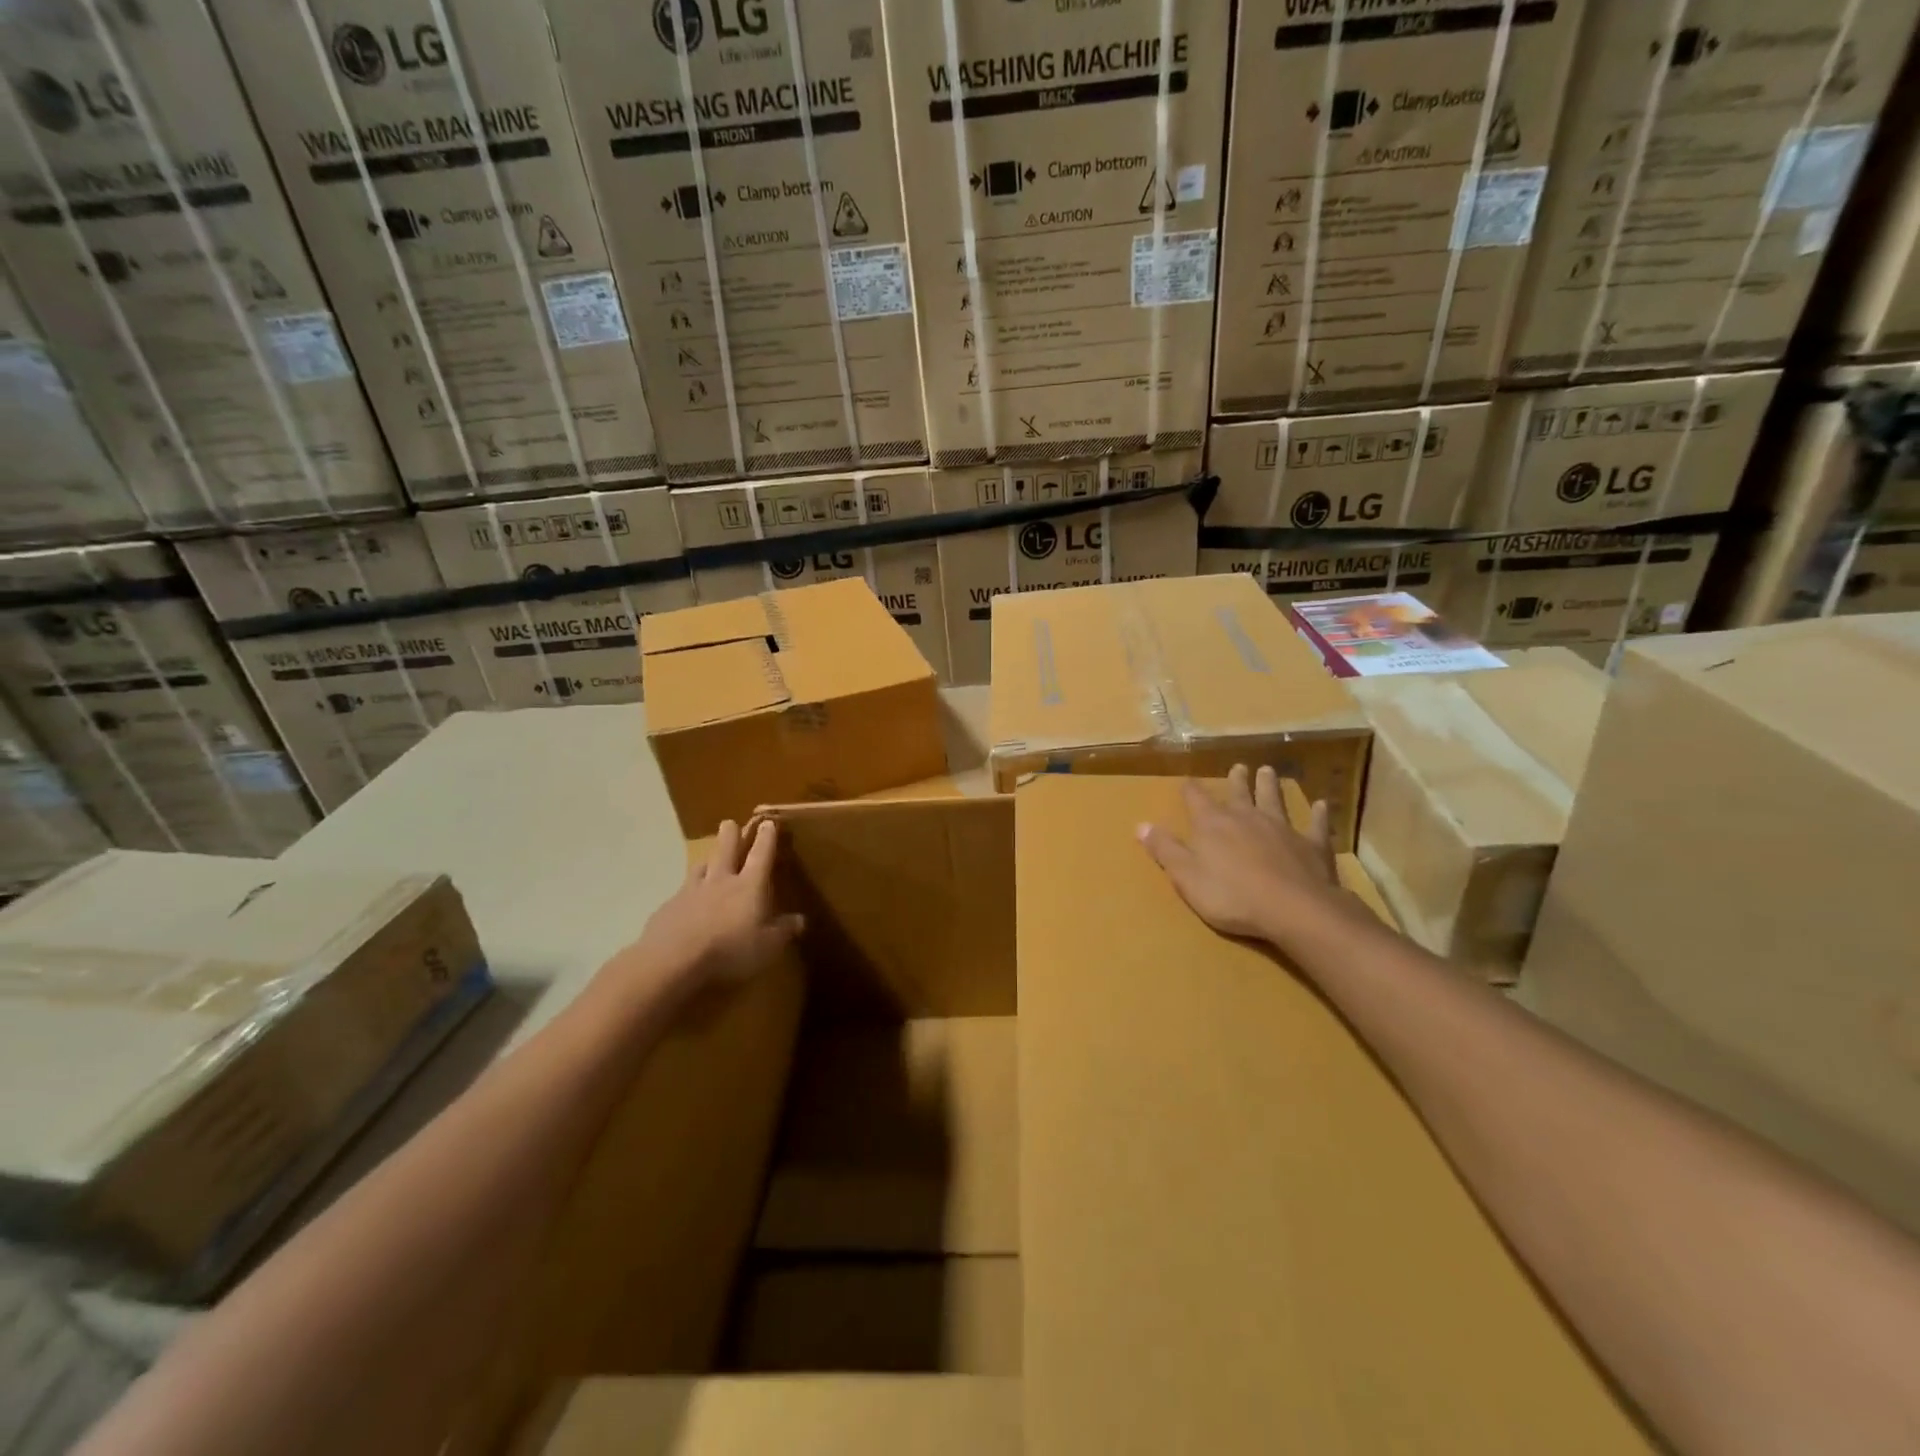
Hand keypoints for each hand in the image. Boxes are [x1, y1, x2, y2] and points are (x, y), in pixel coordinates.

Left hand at [633, 817, 804, 992]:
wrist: (673, 960)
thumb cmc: (729, 950)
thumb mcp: (768, 946)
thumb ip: (784, 930)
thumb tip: (801, 919)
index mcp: (749, 885)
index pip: (761, 854)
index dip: (766, 837)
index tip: (768, 822)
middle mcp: (721, 880)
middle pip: (726, 848)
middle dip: (731, 834)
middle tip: (730, 823)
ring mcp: (691, 891)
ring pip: (701, 865)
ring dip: (708, 859)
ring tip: (709, 859)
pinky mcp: (669, 906)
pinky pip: (682, 891)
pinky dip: (688, 891)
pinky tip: (687, 901)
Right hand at [1138, 765, 1352, 952]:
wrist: (1293, 909)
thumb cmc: (1232, 896)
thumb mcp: (1186, 876)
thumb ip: (1165, 850)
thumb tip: (1141, 825)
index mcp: (1213, 824)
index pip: (1197, 799)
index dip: (1190, 789)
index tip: (1187, 780)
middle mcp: (1247, 817)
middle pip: (1240, 793)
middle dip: (1237, 780)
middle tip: (1238, 767)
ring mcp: (1282, 828)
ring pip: (1274, 800)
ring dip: (1271, 786)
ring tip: (1269, 771)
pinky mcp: (1311, 845)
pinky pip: (1315, 825)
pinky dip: (1318, 814)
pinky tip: (1322, 805)